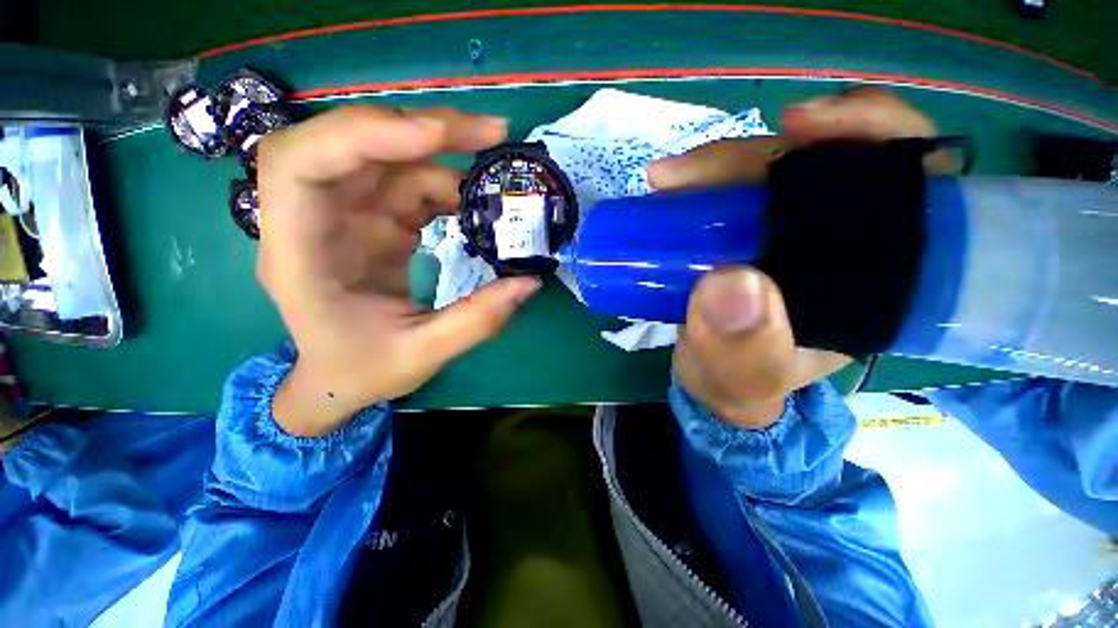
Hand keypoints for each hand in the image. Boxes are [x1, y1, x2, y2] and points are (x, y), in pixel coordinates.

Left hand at [257, 107, 540, 436]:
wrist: (340, 378)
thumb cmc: (362, 370)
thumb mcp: (421, 355)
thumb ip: (476, 321)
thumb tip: (529, 282)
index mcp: (299, 254)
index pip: (300, 166)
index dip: (361, 136)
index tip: (432, 138)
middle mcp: (314, 220)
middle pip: (351, 143)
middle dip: (419, 129)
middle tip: (489, 132)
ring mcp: (346, 215)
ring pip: (389, 158)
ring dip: (444, 152)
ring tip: (498, 163)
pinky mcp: (374, 220)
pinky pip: (410, 184)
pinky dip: (448, 183)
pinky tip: (480, 198)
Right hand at [647, 88, 941, 428]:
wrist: (713, 379)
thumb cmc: (741, 381)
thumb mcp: (743, 377)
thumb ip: (742, 348)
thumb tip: (731, 283)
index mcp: (876, 277)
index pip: (911, 184)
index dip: (875, 136)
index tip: (807, 128)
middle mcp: (841, 241)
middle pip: (826, 163)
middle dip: (762, 153)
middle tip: (694, 170)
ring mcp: (788, 231)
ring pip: (771, 169)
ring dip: (720, 164)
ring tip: (667, 179)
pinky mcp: (746, 231)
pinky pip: (731, 188)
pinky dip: (701, 180)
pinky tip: (670, 185)